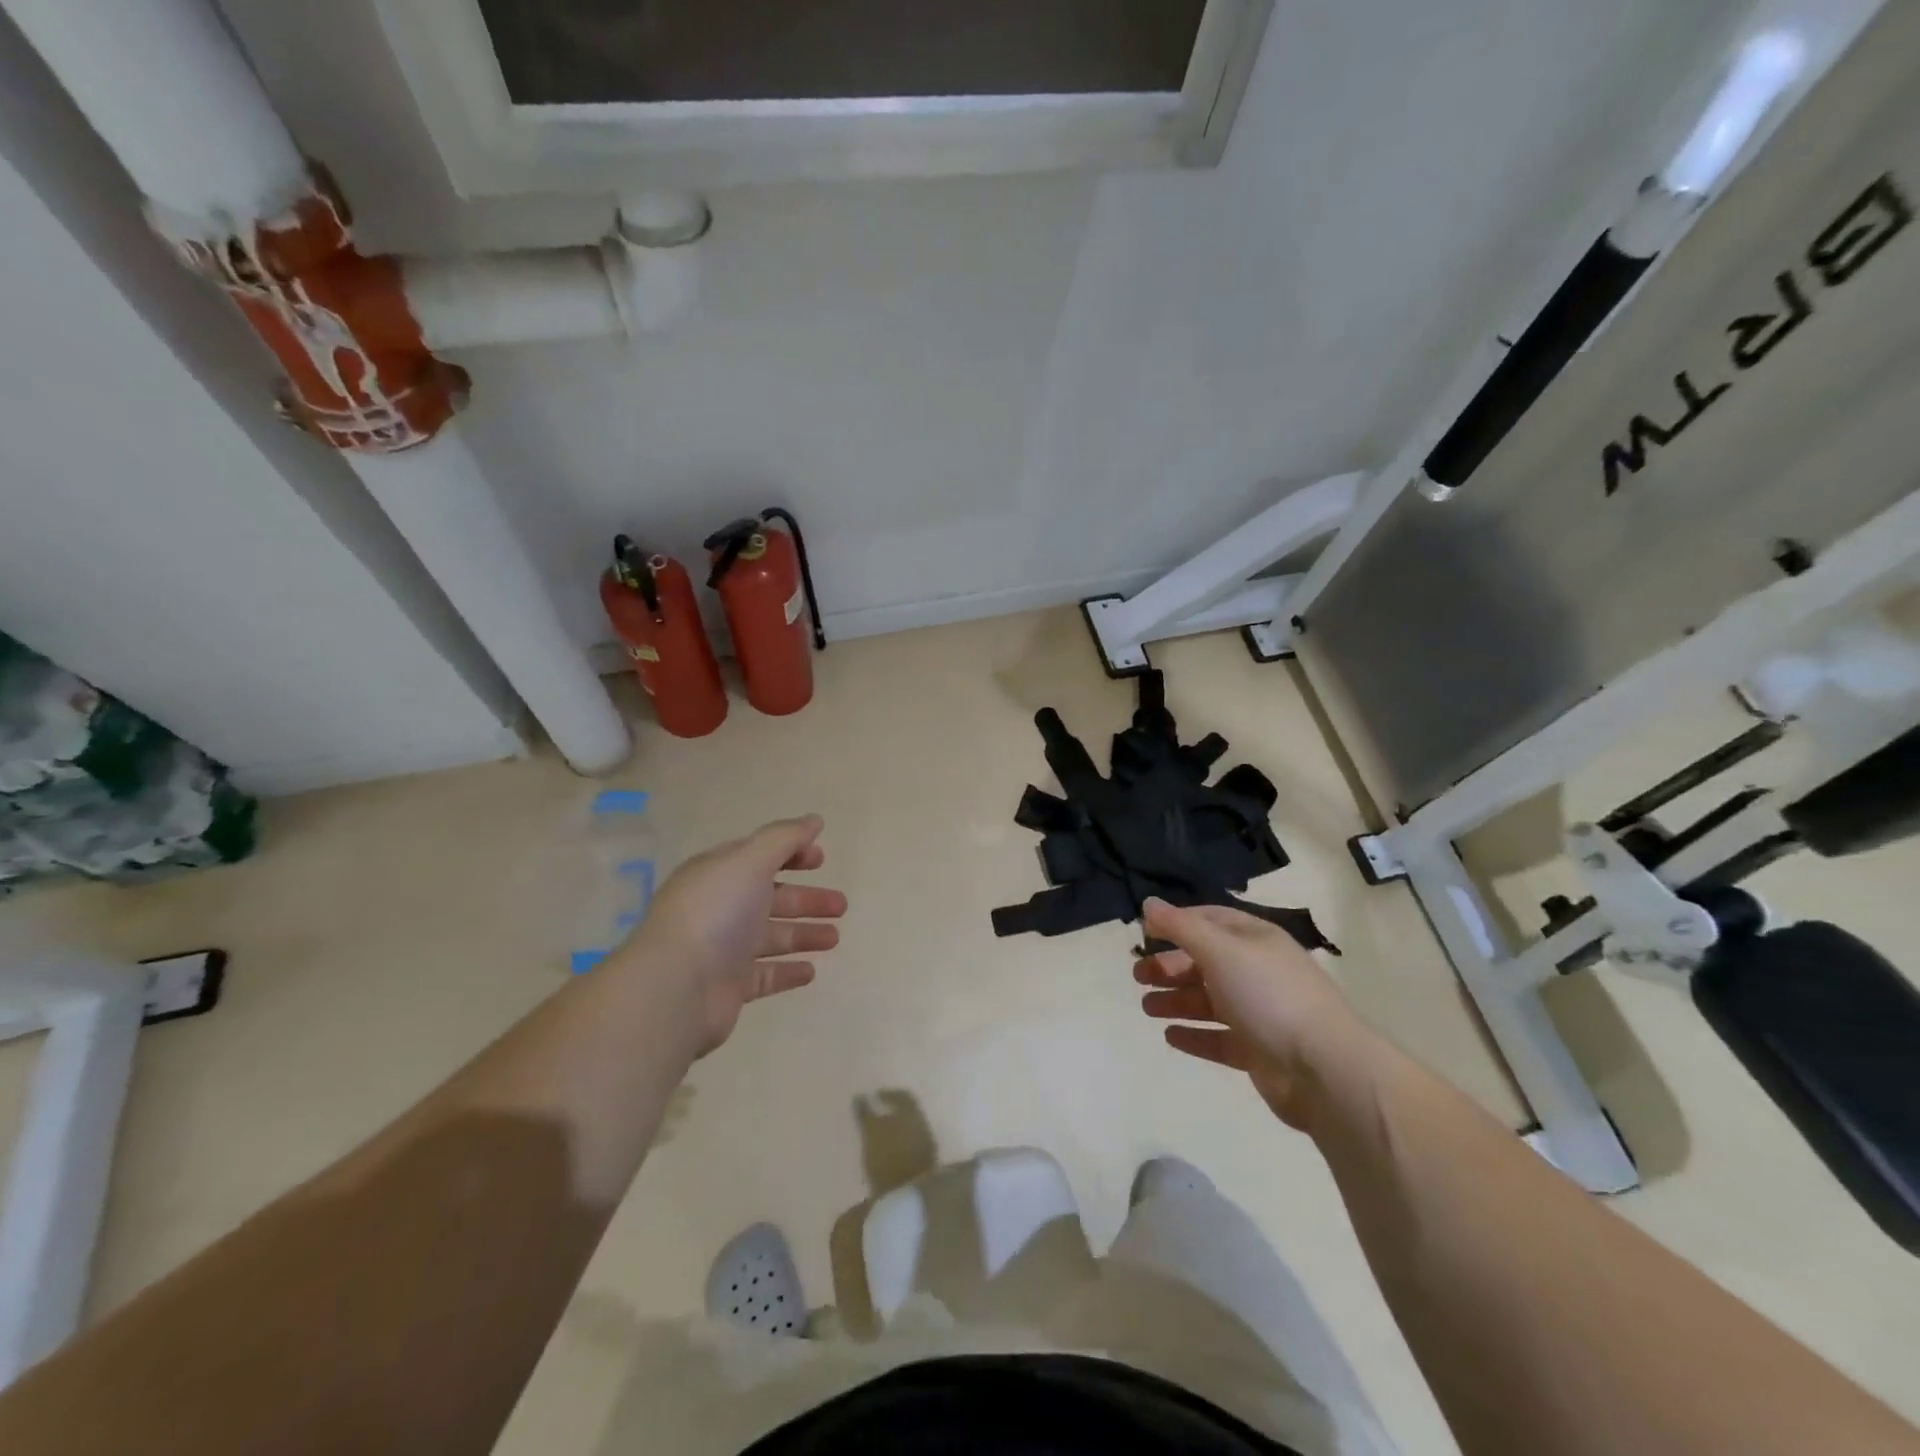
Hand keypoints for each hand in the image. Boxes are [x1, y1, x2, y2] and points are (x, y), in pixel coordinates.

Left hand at [623, 815, 846, 1056]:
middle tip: (841, 905)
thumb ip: (784, 838)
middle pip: (770, 898)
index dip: (790, 853)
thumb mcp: (750, 861)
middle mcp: (719, 908)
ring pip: (771, 936)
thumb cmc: (715, 913)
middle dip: (806, 898)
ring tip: (835, 937)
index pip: (758, 856)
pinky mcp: (729, 987)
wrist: (676, 988)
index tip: (822, 859)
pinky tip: (811, 971)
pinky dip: (787, 971)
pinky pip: (764, 976)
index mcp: (719, 874)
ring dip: (803, 933)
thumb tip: (814, 820)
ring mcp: (723, 949)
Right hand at [1135, 898, 1369, 1129]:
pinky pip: (1219, 1038)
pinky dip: (1194, 1035)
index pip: (1210, 920)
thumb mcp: (1220, 950)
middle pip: (1205, 962)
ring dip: (1176, 1001)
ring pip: (1209, 1001)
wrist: (1324, 1069)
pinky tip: (1170, 1036)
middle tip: (1138, 977)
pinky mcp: (1259, 1051)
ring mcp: (1260, 1013)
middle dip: (1170, 966)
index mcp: (1254, 940)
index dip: (1176, 923)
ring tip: (1146, 1007)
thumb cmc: (1269, 995)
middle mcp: (1257, 971)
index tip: (1143, 934)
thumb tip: (1148, 903)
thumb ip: (1181, 927)